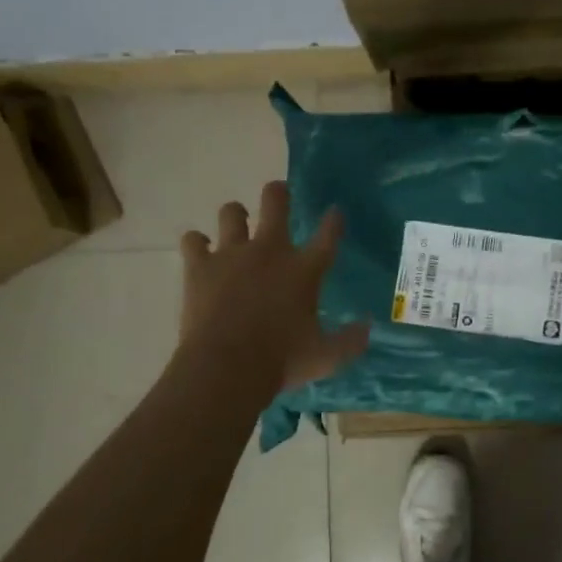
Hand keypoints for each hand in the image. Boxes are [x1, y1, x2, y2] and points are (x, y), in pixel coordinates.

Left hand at [179, 181, 369, 391]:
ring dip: (235, 216)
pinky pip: (193, 240)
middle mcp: (270, 252)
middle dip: (279, 193)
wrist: (226, 368)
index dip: (333, 220)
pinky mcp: (200, 266)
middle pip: (276, 202)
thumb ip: (350, 340)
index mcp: (305, 270)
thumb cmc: (281, 362)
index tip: (335, 212)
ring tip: (237, 224)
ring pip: (231, 212)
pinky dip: (197, 244)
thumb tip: (368, 328)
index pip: (327, 234)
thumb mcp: (326, 357)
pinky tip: (200, 251)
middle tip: (279, 193)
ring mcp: (232, 255)